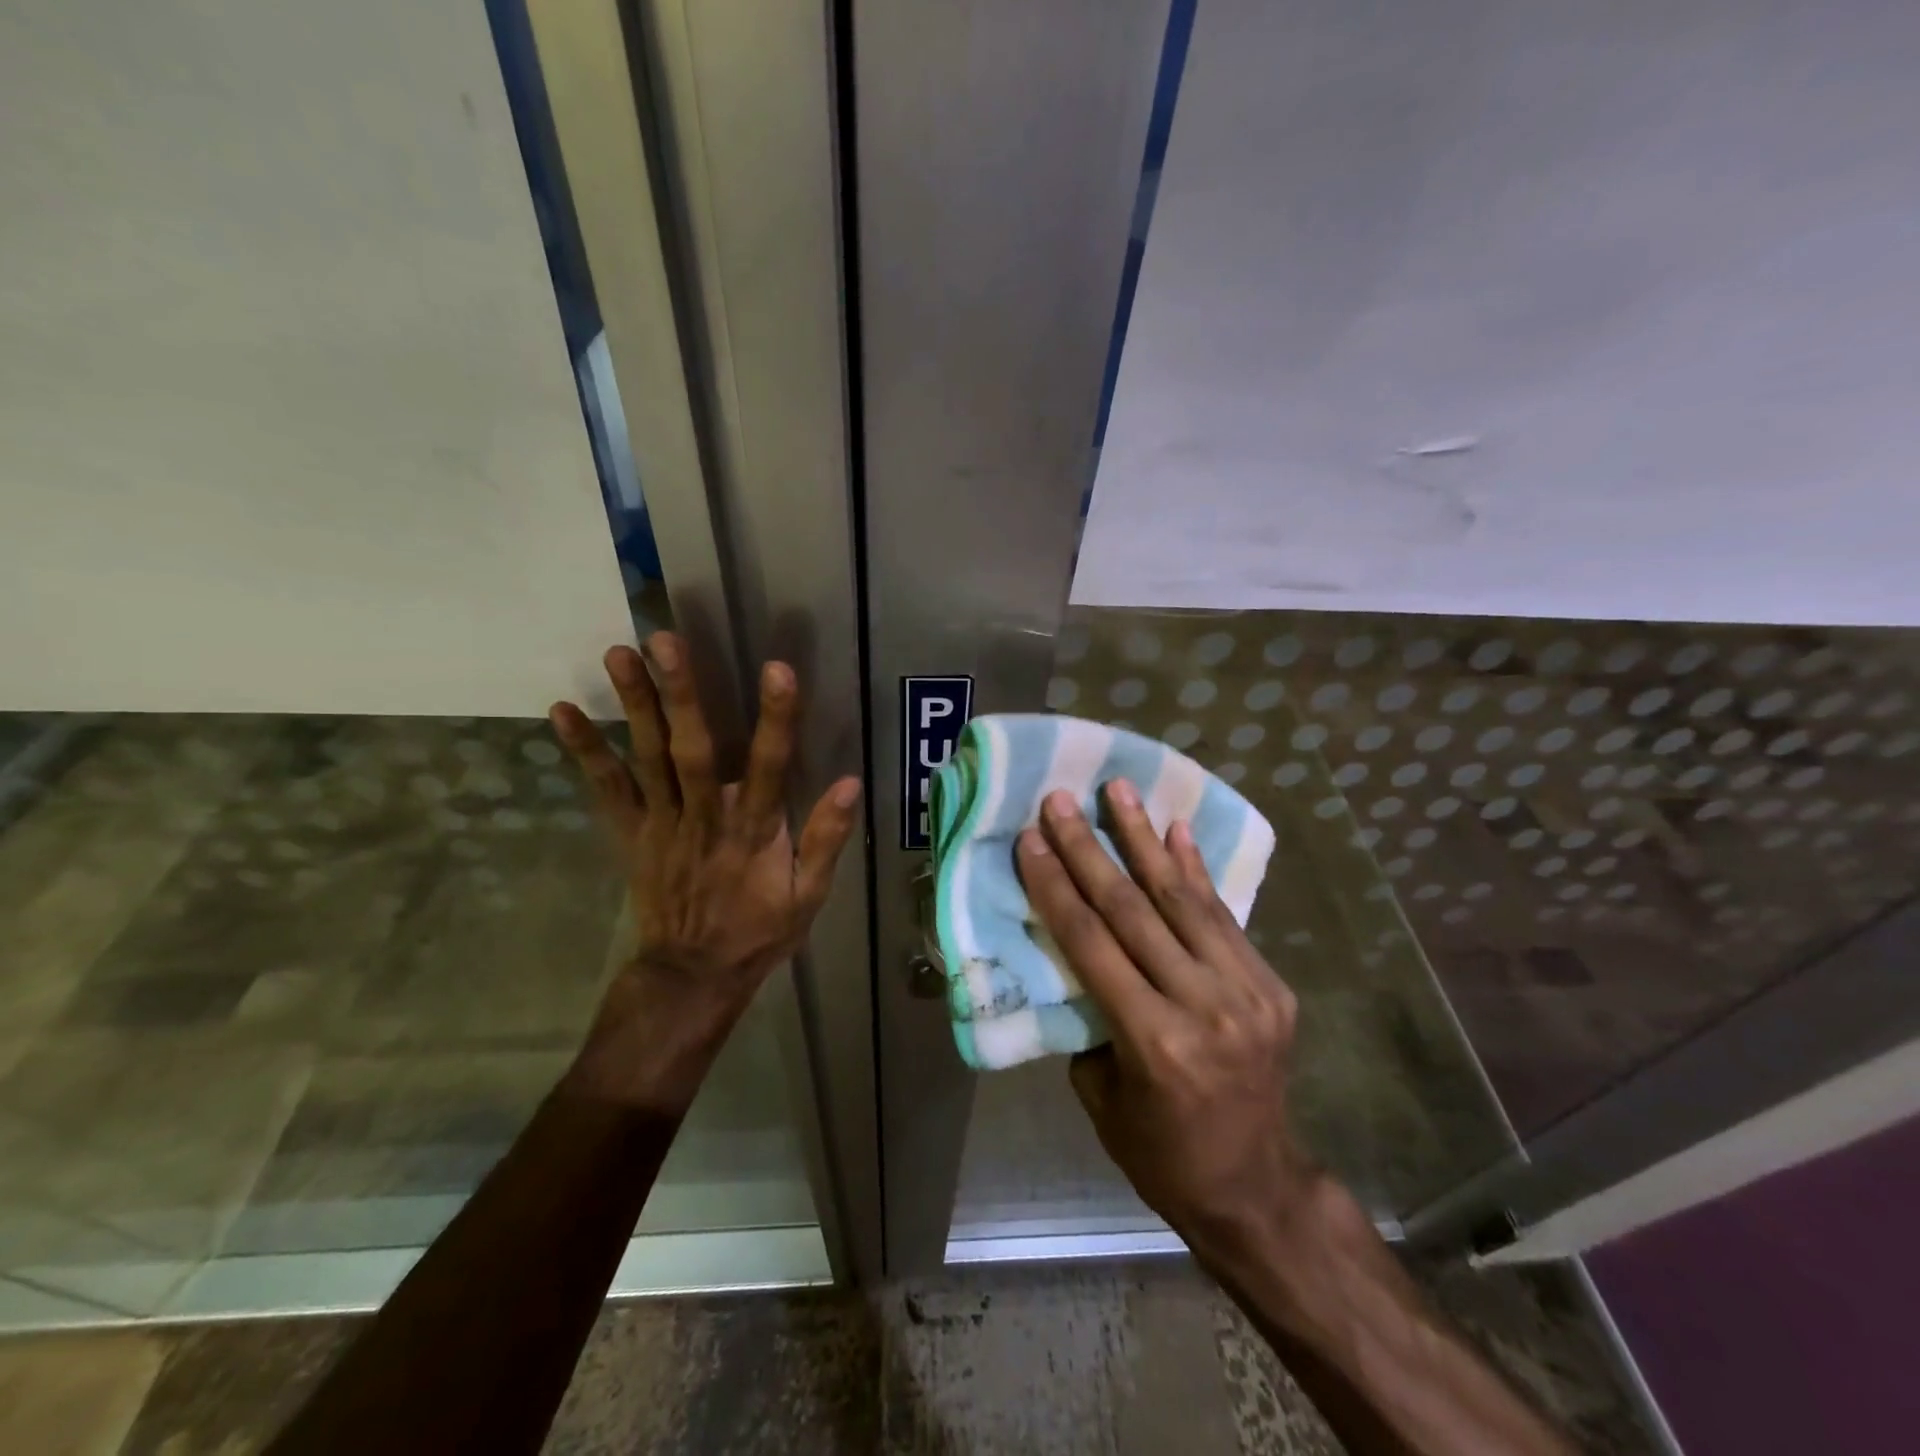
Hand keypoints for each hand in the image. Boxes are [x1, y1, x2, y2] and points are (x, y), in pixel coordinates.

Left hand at [548, 633, 861, 1106]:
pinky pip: (606, 790)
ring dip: (634, 705)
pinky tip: (562, 710)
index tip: (778, 670)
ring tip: (619, 652)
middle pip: (691, 750)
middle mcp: (704, 818)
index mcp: (753, 832)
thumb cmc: (758, 931)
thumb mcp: (809, 896)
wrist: (692, 976)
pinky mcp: (632, 833)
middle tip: (666, 641)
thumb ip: (826, 839)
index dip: (774, 720)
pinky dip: (583, 751)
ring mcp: (661, 824)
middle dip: (681, 694)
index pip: (768, 767)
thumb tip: (850, 783)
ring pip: (647, 759)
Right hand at [1017, 783, 1326, 1255]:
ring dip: (1145, 838)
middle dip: (1089, 848)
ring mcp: (1247, 992)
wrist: (1257, 1187)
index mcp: (1154, 1042)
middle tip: (1061, 800)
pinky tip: (1177, 829)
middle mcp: (1204, 1007)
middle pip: (1133, 910)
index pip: (1092, 943)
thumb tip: (1072, 949)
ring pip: (1182, 899)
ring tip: (1119, 789)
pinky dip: (1196, 871)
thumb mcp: (1100, 1094)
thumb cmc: (1161, 1153)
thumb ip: (1089, 1015)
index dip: (1056, 886)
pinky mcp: (1272, 985)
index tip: (1031, 839)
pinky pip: (1224, 917)